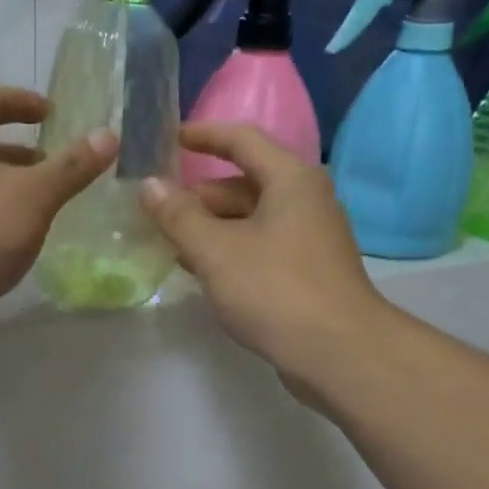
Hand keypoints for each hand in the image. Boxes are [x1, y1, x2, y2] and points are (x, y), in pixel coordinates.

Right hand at [140, 123, 388, 389]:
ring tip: (170, 243)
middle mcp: (306, 200)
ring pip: (252, 220)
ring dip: (212, 227)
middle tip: (158, 210)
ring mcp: (310, 238)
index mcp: (290, 180)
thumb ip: (178, 216)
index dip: (204, 136)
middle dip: (200, 196)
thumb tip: (149, 184)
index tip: (171, 138)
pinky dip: (231, 251)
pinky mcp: (308, 271)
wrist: (339, 353)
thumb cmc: (275, 290)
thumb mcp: (216, 251)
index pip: (242, 140)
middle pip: (245, 183)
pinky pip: (262, 247)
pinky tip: (204, 272)